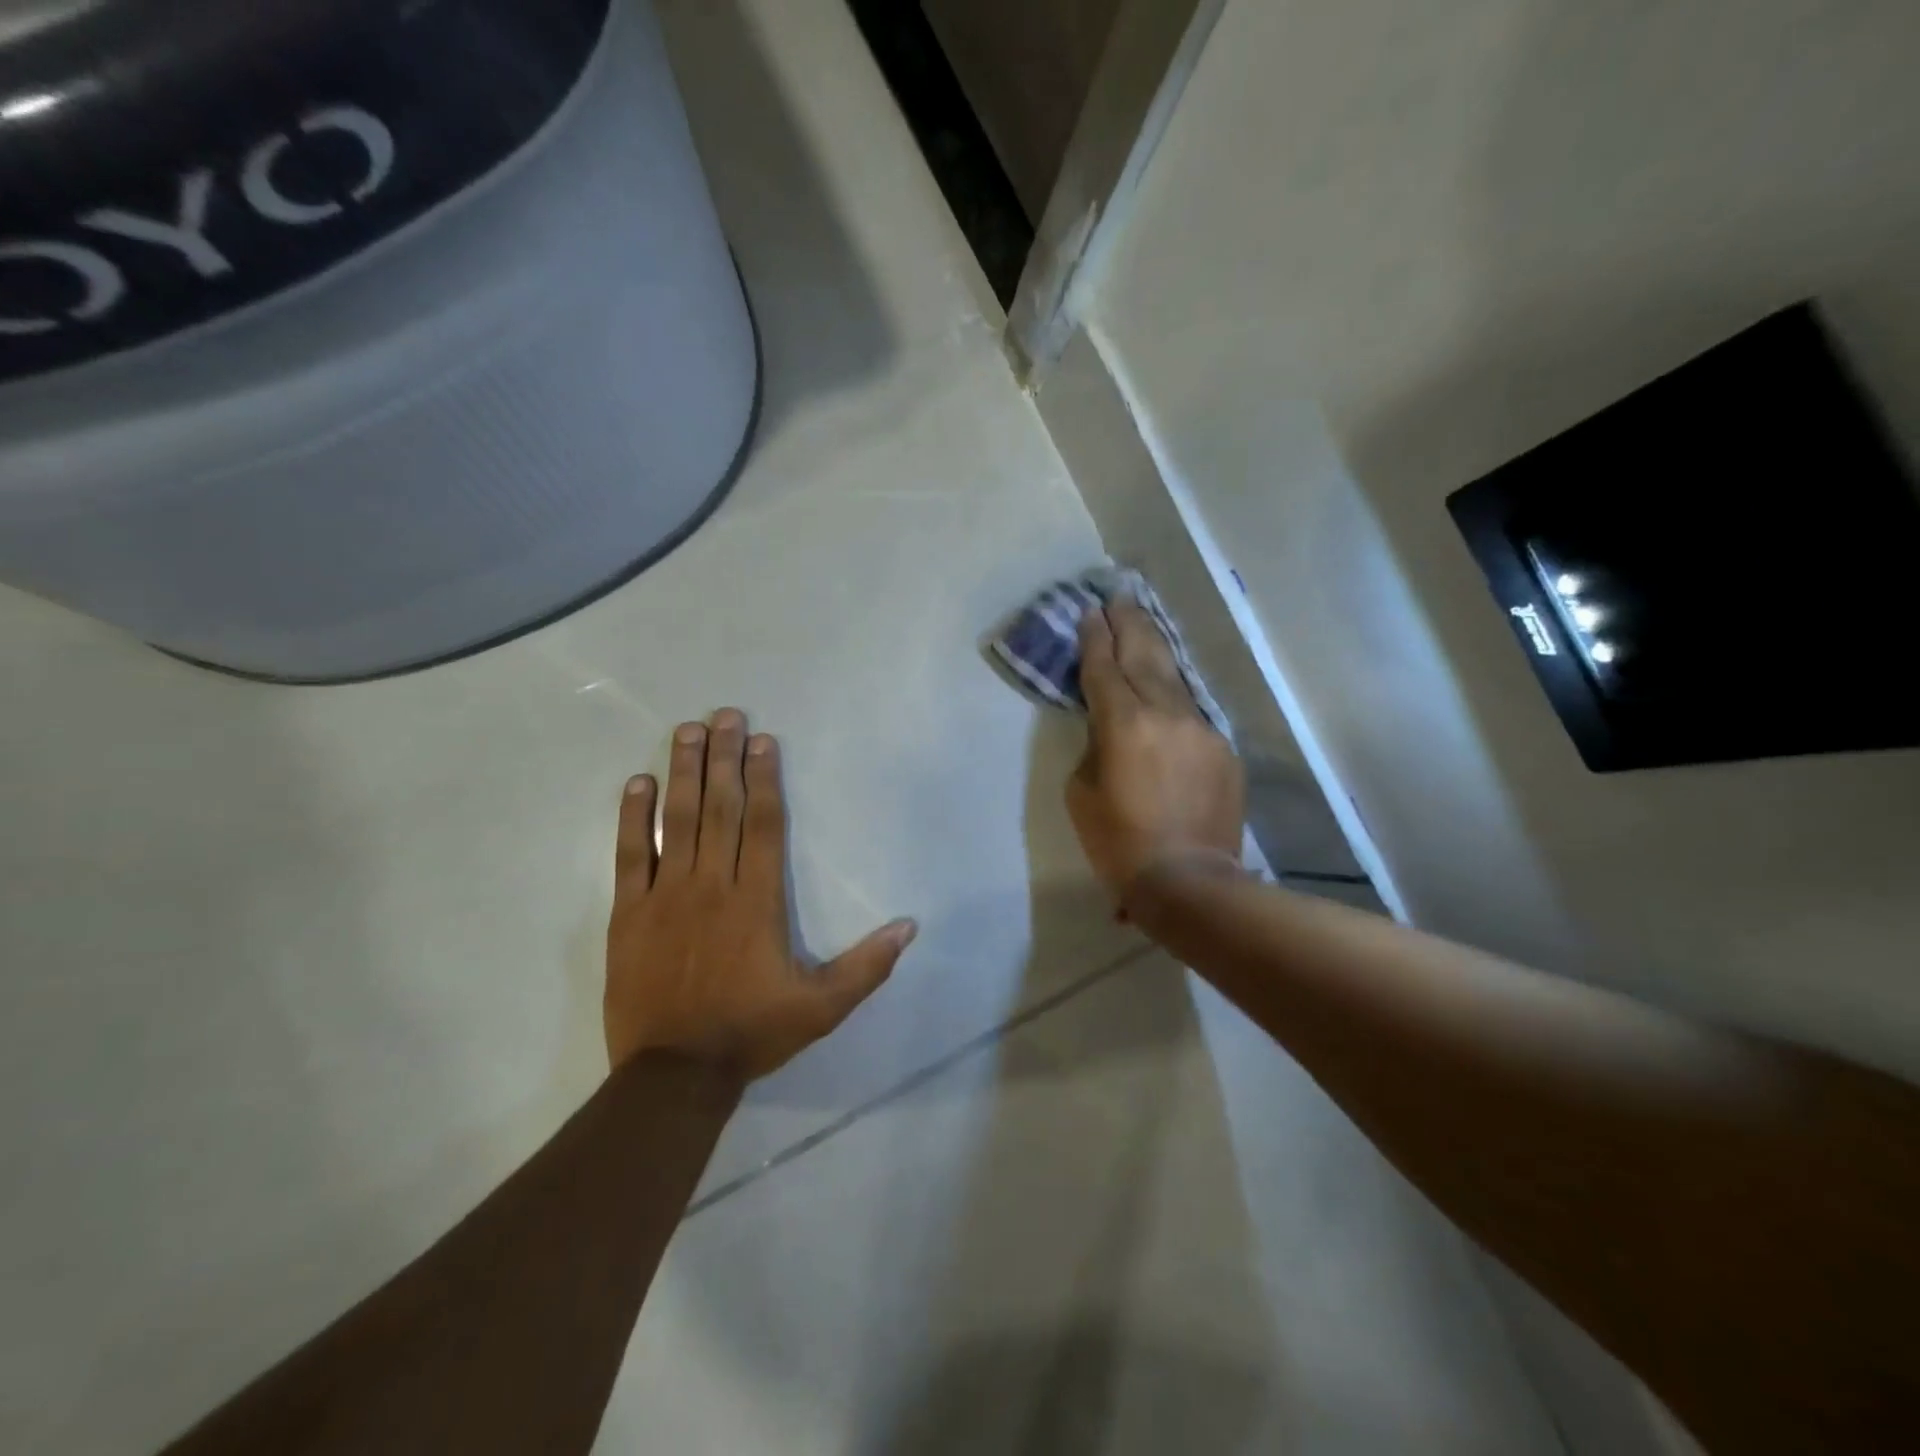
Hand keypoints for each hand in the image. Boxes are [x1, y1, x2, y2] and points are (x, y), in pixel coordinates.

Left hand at [605, 710, 916, 1080]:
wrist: (674, 1074)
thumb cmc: (752, 1033)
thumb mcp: (823, 1007)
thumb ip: (867, 965)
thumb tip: (909, 926)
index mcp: (758, 901)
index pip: (763, 824)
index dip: (763, 778)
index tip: (762, 741)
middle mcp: (713, 885)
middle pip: (720, 808)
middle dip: (724, 757)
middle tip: (724, 715)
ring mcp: (666, 895)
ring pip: (678, 820)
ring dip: (684, 772)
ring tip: (687, 731)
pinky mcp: (629, 913)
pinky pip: (630, 855)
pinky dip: (633, 817)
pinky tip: (638, 784)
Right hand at [1068, 601, 1245, 900]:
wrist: (1188, 880)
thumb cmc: (1118, 842)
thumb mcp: (1082, 791)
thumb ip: (1094, 744)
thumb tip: (1109, 725)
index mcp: (1123, 723)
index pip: (1104, 667)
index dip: (1094, 638)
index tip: (1089, 613)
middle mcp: (1165, 713)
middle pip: (1144, 654)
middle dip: (1128, 623)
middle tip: (1118, 597)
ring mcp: (1200, 727)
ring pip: (1174, 676)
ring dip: (1155, 648)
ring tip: (1142, 623)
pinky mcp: (1222, 747)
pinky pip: (1192, 710)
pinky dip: (1174, 694)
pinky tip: (1167, 687)